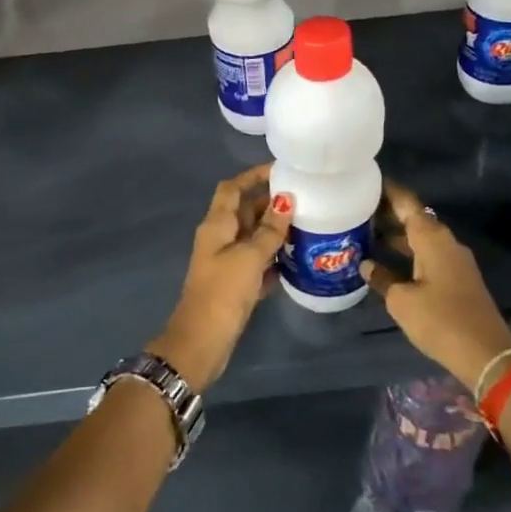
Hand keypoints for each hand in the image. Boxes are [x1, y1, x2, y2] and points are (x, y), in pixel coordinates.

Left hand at [154, 164, 293, 391]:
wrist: (202, 341)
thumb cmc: (223, 292)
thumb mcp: (249, 257)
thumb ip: (269, 230)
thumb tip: (286, 200)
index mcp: (216, 225)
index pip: (233, 189)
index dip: (253, 176)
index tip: (281, 170)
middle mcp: (219, 238)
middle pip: (245, 211)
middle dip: (271, 204)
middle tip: (305, 199)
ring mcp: (226, 262)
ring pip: (253, 238)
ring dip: (275, 232)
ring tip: (307, 226)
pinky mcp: (235, 285)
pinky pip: (257, 263)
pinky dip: (273, 259)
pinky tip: (297, 260)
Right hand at [362, 181, 510, 392]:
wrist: (486, 353)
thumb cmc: (440, 320)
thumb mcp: (402, 301)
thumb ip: (382, 278)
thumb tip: (367, 265)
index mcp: (432, 238)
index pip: (407, 203)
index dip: (387, 191)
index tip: (366, 180)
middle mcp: (445, 242)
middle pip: (414, 218)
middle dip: (387, 213)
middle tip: (356, 210)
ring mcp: (454, 261)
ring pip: (421, 238)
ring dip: (396, 235)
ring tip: (365, 234)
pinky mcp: (458, 278)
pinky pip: (428, 254)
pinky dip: (407, 252)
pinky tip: (387, 262)